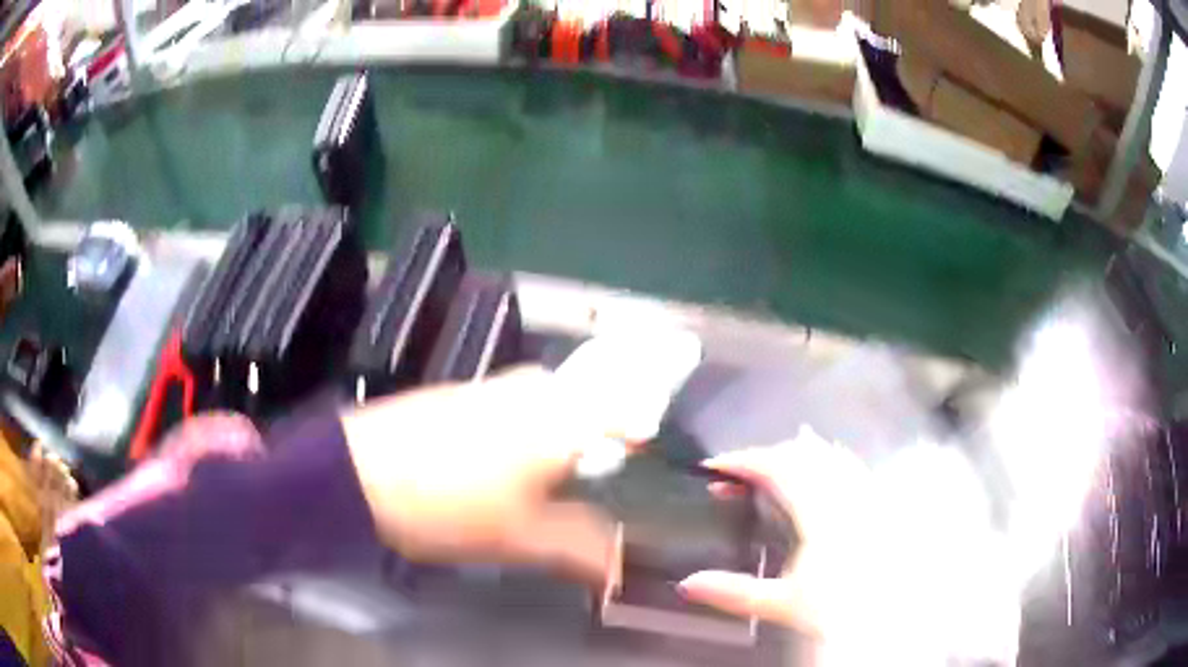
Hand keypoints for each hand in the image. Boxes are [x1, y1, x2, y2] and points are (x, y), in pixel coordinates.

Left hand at [341, 366, 619, 582]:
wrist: (357, 472)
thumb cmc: (447, 504)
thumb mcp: (519, 537)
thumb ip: (580, 547)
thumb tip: (620, 565)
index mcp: (560, 416)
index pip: (629, 410)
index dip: (643, 439)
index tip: (649, 470)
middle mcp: (535, 388)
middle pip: (592, 407)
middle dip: (602, 445)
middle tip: (601, 488)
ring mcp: (496, 385)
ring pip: (554, 407)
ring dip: (564, 441)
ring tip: (557, 484)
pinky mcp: (465, 392)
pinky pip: (518, 407)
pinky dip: (529, 433)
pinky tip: (508, 467)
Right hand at [677, 427, 874, 637]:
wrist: (891, 614)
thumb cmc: (838, 608)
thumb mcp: (783, 604)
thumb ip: (735, 593)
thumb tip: (686, 585)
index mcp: (818, 512)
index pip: (776, 469)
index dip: (742, 461)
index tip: (714, 466)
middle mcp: (844, 493)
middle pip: (802, 455)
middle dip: (765, 457)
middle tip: (737, 472)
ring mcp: (865, 493)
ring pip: (828, 456)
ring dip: (796, 455)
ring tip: (773, 463)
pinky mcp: (879, 502)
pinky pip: (849, 466)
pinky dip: (827, 460)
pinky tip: (824, 469)